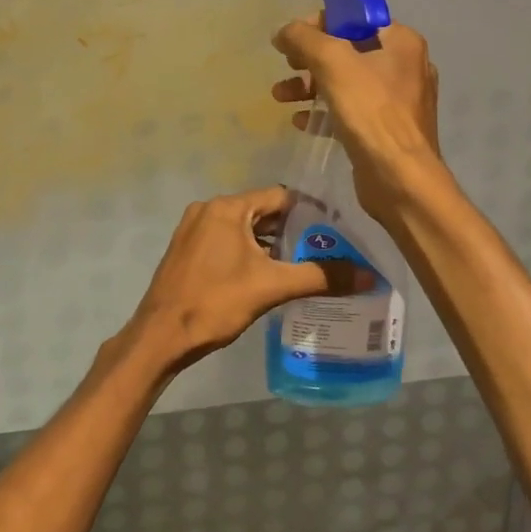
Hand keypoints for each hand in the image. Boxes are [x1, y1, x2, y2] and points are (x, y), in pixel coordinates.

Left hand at [121, 186, 368, 374]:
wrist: (162, 334)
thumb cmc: (215, 302)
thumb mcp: (272, 287)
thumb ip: (320, 277)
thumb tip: (368, 275)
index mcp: (227, 208)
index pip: (279, 197)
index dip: (310, 213)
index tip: (337, 232)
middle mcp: (208, 210)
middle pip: (262, 212)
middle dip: (293, 232)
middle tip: (327, 252)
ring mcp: (194, 230)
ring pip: (244, 230)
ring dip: (271, 246)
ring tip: (305, 267)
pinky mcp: (188, 251)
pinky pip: (226, 243)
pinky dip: (249, 254)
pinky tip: (269, 277)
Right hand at [271, 14, 449, 224]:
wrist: (399, 177)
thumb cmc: (370, 111)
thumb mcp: (331, 62)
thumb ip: (303, 38)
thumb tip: (283, 31)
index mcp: (401, 41)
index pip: (354, 18)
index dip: (318, 23)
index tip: (291, 40)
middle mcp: (404, 65)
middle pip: (347, 49)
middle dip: (309, 57)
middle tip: (286, 65)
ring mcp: (397, 100)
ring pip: (344, 81)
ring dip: (309, 85)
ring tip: (279, 96)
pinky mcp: (385, 128)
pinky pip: (349, 109)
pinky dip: (323, 110)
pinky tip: (300, 120)